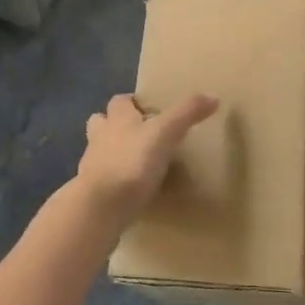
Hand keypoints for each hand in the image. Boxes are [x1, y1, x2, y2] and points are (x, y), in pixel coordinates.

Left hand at [75, 93, 219, 230]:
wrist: (100, 207)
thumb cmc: (131, 163)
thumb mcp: (164, 134)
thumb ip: (186, 114)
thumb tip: (213, 97)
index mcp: (117, 118)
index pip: (120, 101)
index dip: (132, 103)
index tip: (148, 111)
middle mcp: (100, 136)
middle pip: (102, 122)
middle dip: (116, 126)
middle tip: (140, 136)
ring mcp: (92, 165)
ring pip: (99, 151)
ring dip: (113, 153)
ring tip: (135, 164)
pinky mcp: (91, 192)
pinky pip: (101, 181)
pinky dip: (113, 182)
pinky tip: (128, 192)